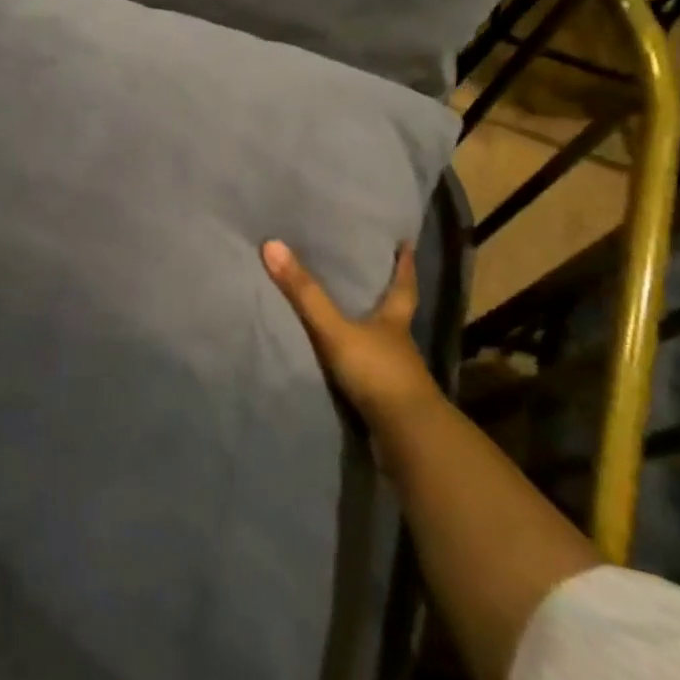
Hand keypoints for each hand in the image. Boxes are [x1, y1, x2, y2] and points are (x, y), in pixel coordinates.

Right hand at [262, 240, 442, 458]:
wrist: (405, 435)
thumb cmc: (376, 371)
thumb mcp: (335, 329)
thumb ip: (305, 293)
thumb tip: (272, 245)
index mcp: (394, 321)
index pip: (403, 285)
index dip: (404, 265)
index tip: (407, 244)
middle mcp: (399, 343)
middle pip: (396, 313)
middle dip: (387, 296)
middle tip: (374, 274)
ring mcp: (395, 374)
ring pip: (384, 343)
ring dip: (372, 331)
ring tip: (352, 316)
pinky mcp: (386, 400)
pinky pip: (371, 371)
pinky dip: (361, 363)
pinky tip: (346, 362)